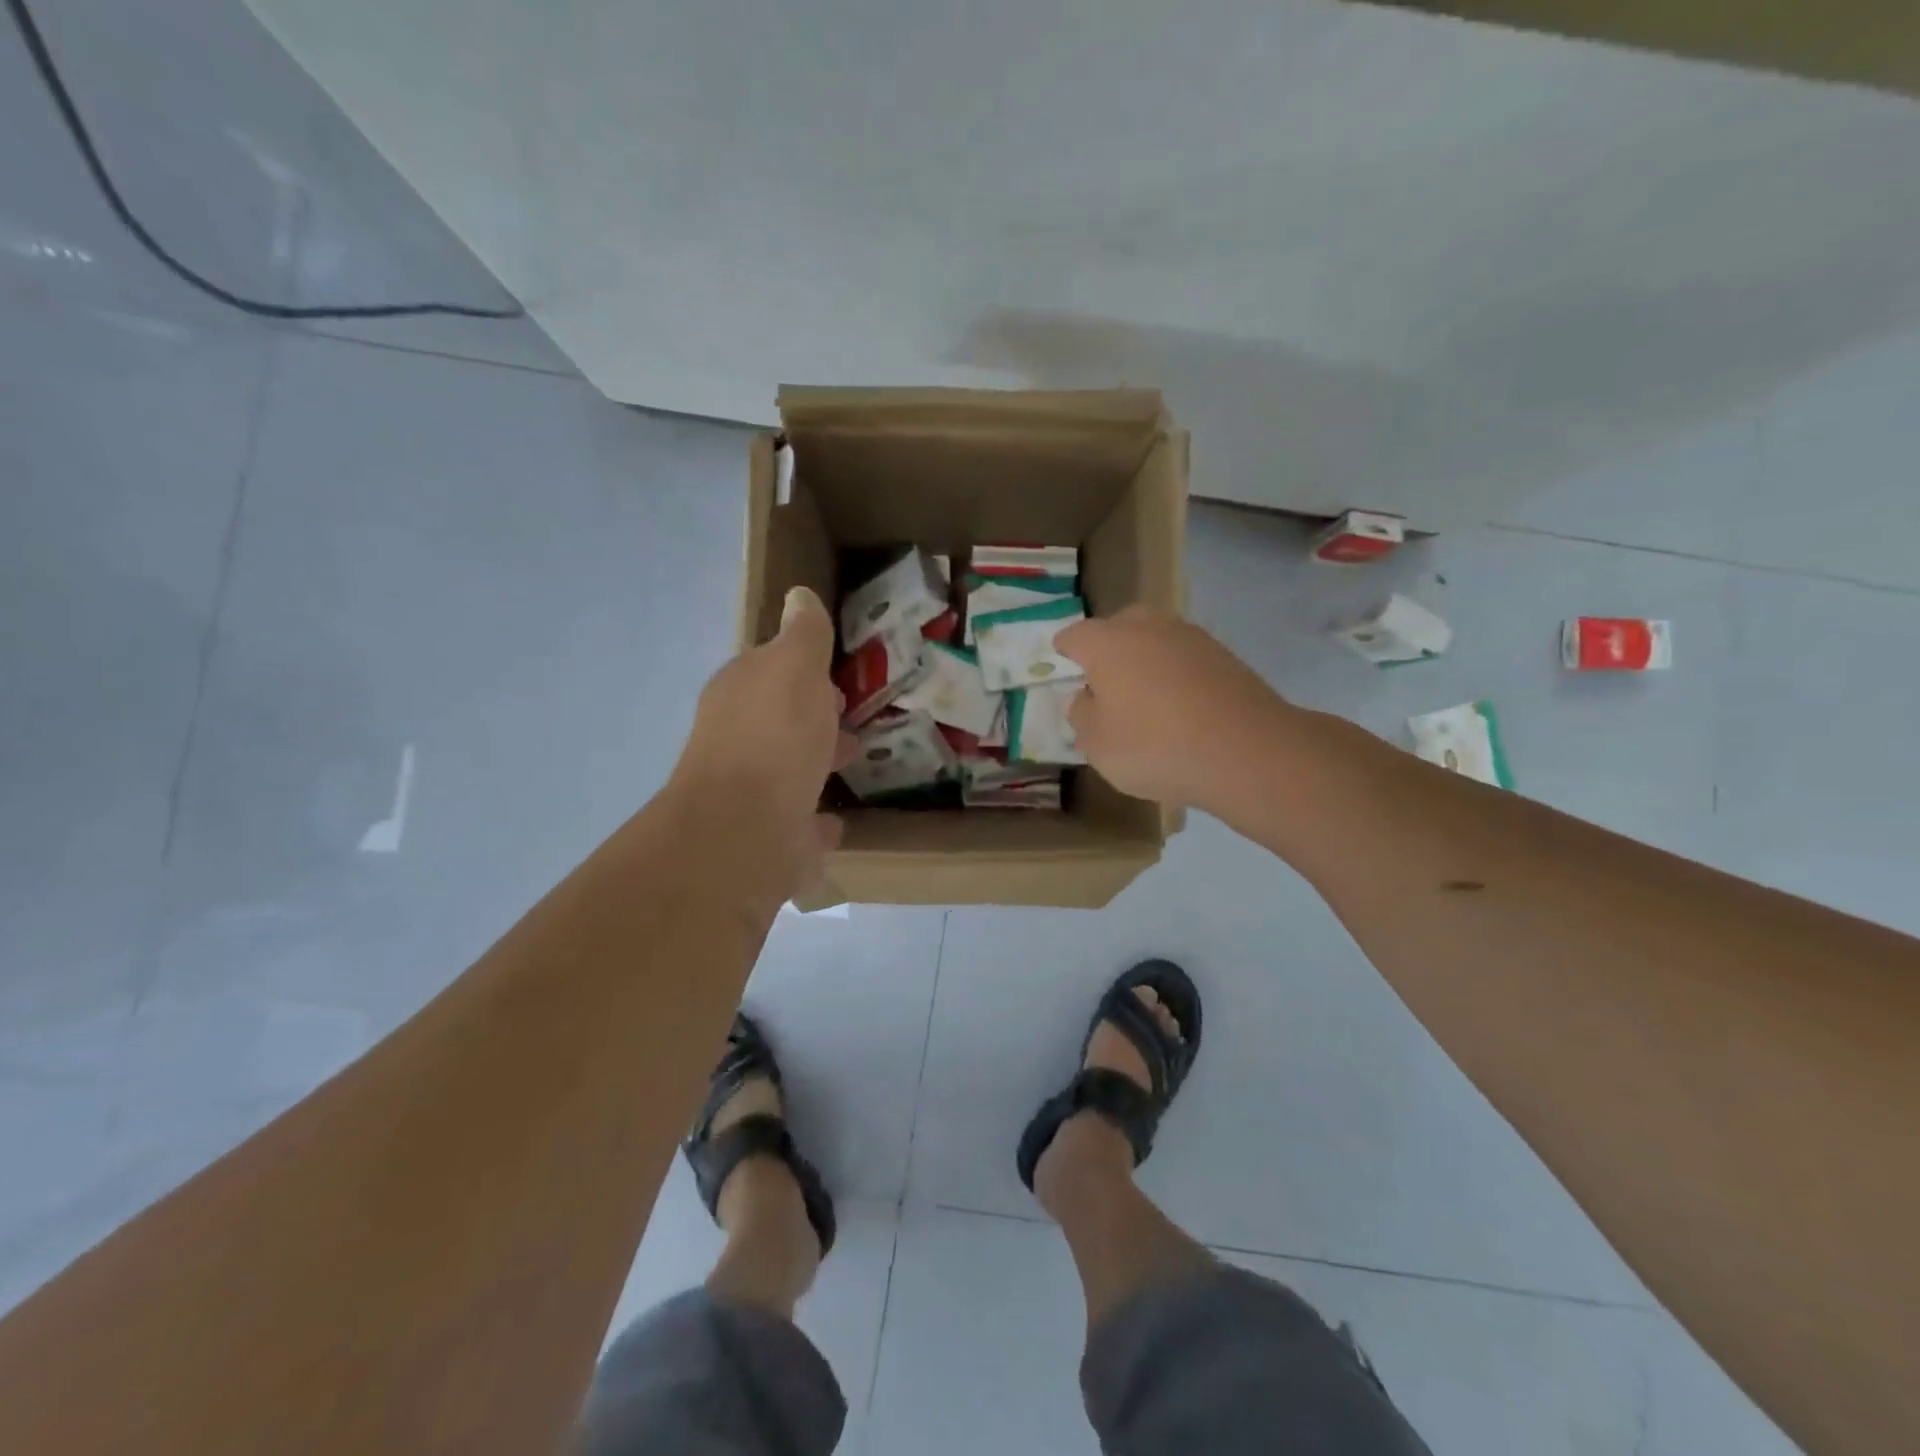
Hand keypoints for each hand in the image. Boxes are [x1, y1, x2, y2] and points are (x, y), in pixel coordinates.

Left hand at [670, 587, 855, 892]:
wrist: (745, 831)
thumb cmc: (775, 737)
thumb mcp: (796, 669)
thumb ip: (803, 635)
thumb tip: (798, 596)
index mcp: (740, 694)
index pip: (768, 669)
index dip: (801, 668)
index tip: (836, 673)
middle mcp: (738, 740)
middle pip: (779, 720)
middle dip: (811, 715)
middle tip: (849, 715)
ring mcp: (751, 794)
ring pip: (789, 770)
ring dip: (816, 761)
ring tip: (855, 758)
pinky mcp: (769, 839)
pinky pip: (798, 823)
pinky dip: (815, 820)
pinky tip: (834, 823)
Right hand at [1057, 606, 1293, 812]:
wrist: (1247, 751)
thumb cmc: (1156, 746)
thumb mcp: (1098, 744)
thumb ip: (1082, 715)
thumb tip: (1086, 696)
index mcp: (1108, 643)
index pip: (1074, 635)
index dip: (1064, 651)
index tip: (1062, 665)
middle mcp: (1148, 627)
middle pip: (1118, 627)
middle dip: (1107, 648)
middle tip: (1103, 682)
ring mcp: (1191, 637)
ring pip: (1155, 639)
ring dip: (1144, 659)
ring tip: (1143, 695)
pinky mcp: (1224, 656)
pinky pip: (1184, 658)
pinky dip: (1175, 674)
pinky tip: (1178, 705)